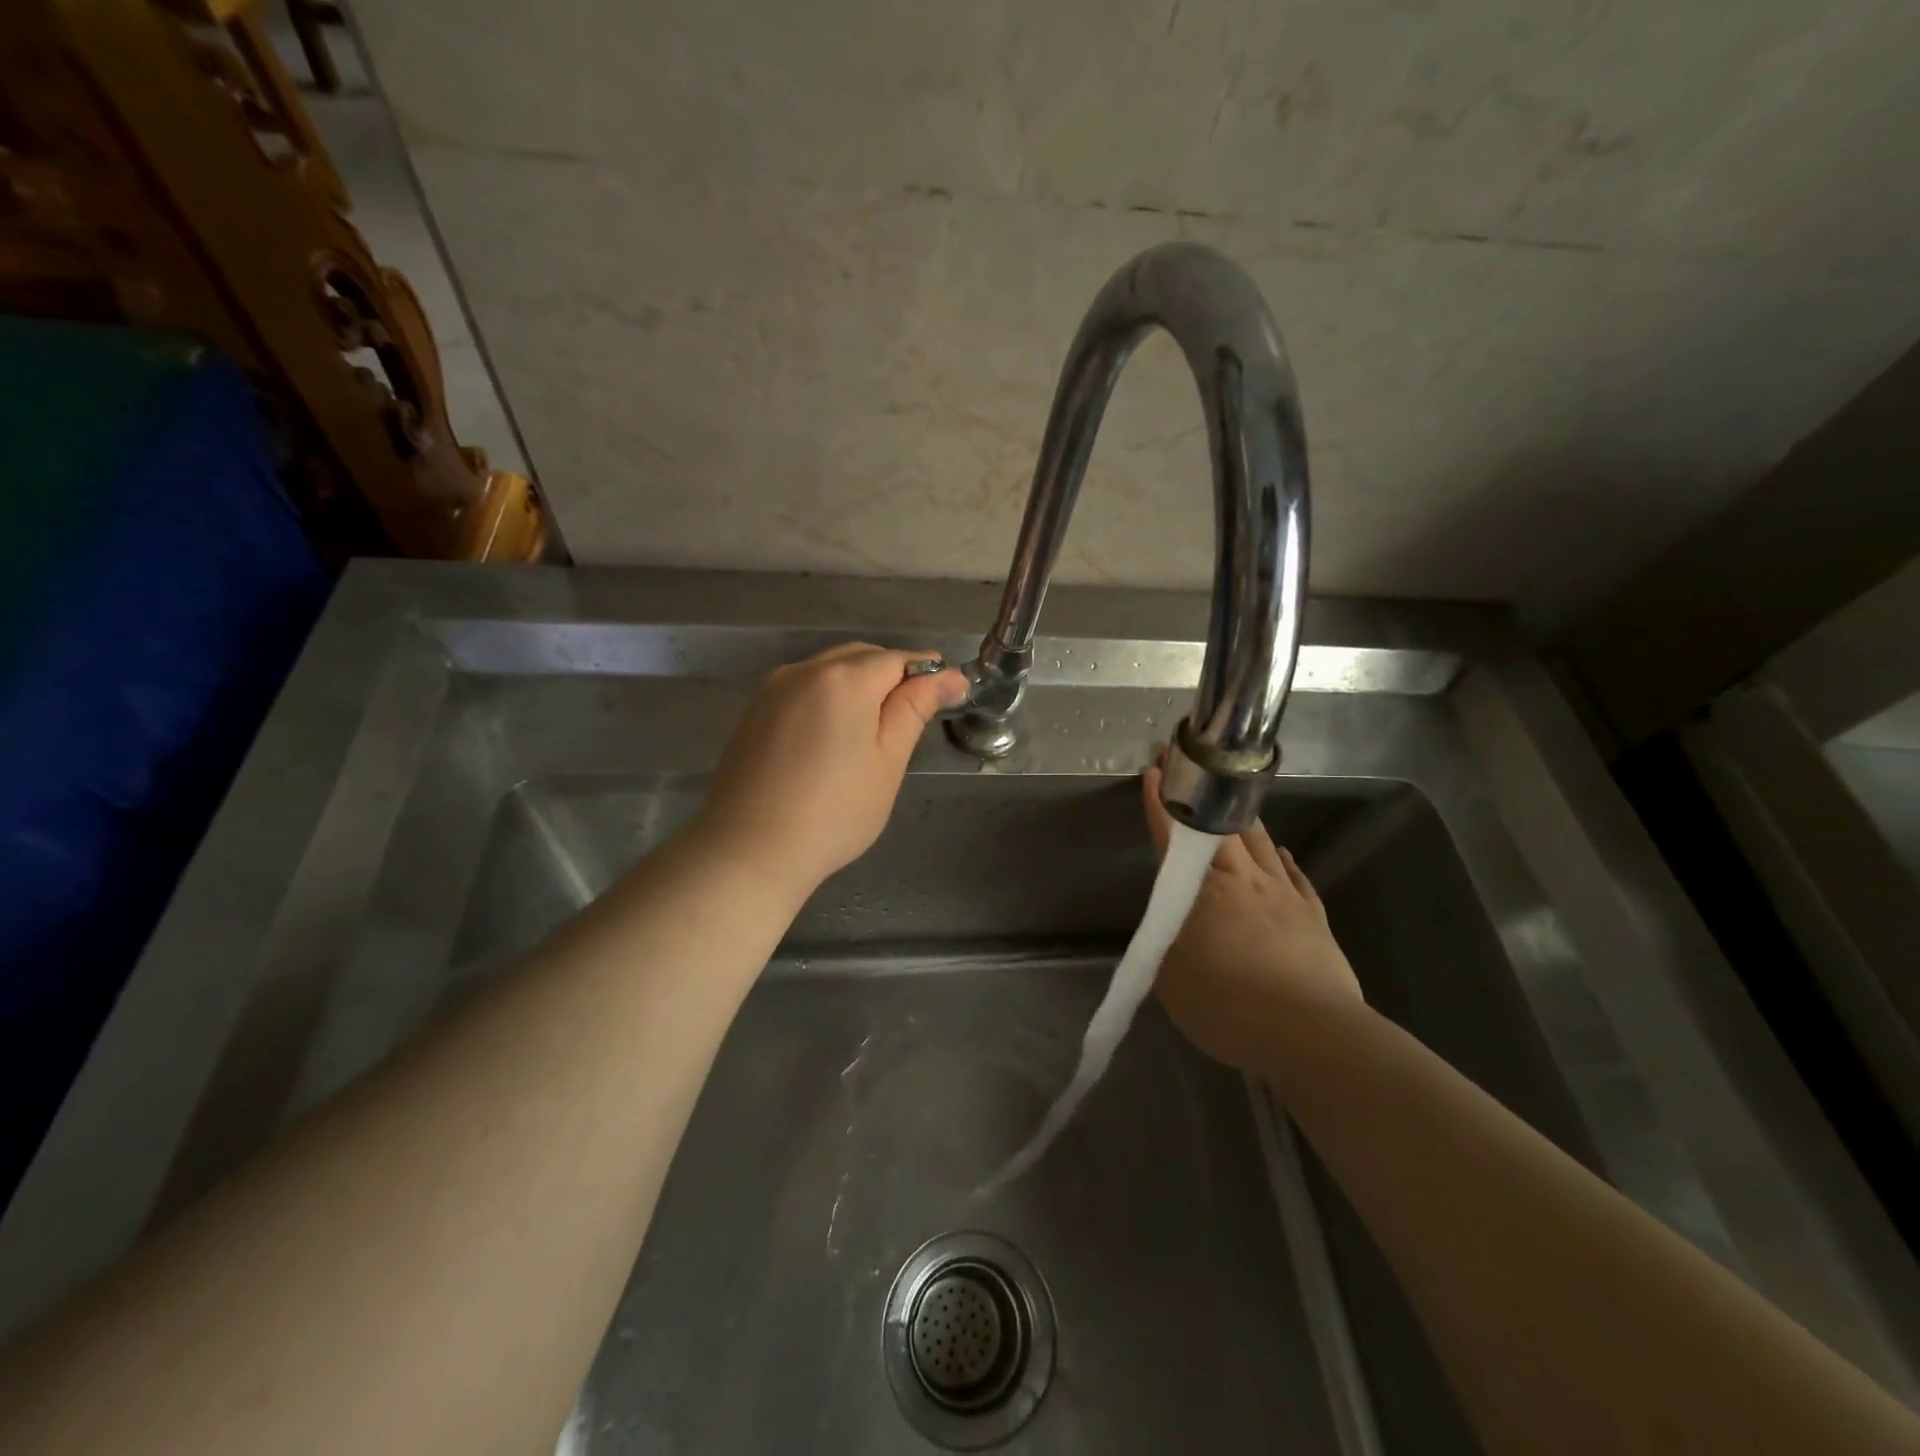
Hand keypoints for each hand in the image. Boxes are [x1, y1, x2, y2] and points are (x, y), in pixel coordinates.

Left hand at [693, 644, 967, 898]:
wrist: (749, 849)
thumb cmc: (834, 811)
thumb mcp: (888, 761)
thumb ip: (916, 708)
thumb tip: (951, 675)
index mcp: (844, 678)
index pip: (898, 659)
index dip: (926, 674)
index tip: (946, 697)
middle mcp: (805, 670)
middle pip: (861, 658)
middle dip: (890, 677)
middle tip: (909, 721)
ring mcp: (773, 689)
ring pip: (829, 670)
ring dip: (857, 686)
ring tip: (869, 732)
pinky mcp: (754, 712)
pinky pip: (802, 689)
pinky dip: (825, 699)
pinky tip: (829, 739)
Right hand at [1141, 762, 1363, 1072]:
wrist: (1313, 1035)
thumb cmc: (1230, 1007)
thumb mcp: (1173, 984)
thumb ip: (1166, 949)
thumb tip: (1169, 932)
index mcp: (1203, 893)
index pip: (1175, 838)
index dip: (1162, 804)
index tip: (1156, 770)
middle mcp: (1243, 881)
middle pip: (1220, 826)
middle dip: (1201, 793)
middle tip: (1190, 766)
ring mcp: (1283, 894)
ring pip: (1260, 841)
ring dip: (1241, 816)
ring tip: (1232, 798)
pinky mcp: (1313, 916)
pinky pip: (1294, 874)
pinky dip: (1282, 857)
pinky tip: (1282, 851)